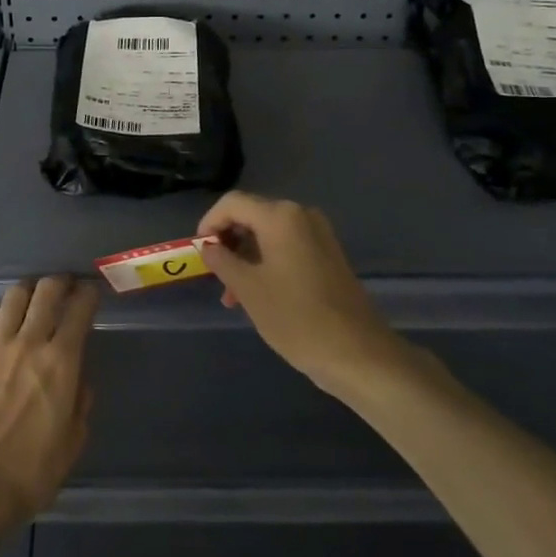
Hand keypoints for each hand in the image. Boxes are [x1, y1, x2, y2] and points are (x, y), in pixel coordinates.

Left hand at [0, 275, 96, 538]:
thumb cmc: (29, 473)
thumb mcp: (72, 443)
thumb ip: (80, 404)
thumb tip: (79, 381)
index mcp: (62, 361)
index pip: (81, 308)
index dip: (89, 293)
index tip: (91, 293)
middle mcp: (29, 342)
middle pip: (47, 290)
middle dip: (60, 282)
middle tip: (64, 288)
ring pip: (13, 296)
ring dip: (27, 293)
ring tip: (30, 301)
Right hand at [197, 191, 397, 391]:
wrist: (357, 352)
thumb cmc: (296, 317)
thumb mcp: (248, 289)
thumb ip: (222, 261)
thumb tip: (209, 247)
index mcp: (280, 216)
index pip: (232, 203)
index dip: (209, 223)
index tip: (198, 251)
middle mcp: (301, 216)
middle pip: (252, 216)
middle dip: (229, 242)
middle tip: (214, 275)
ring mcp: (318, 235)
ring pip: (269, 235)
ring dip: (246, 257)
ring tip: (232, 296)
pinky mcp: (328, 255)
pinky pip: (288, 247)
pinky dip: (267, 263)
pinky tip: (258, 294)